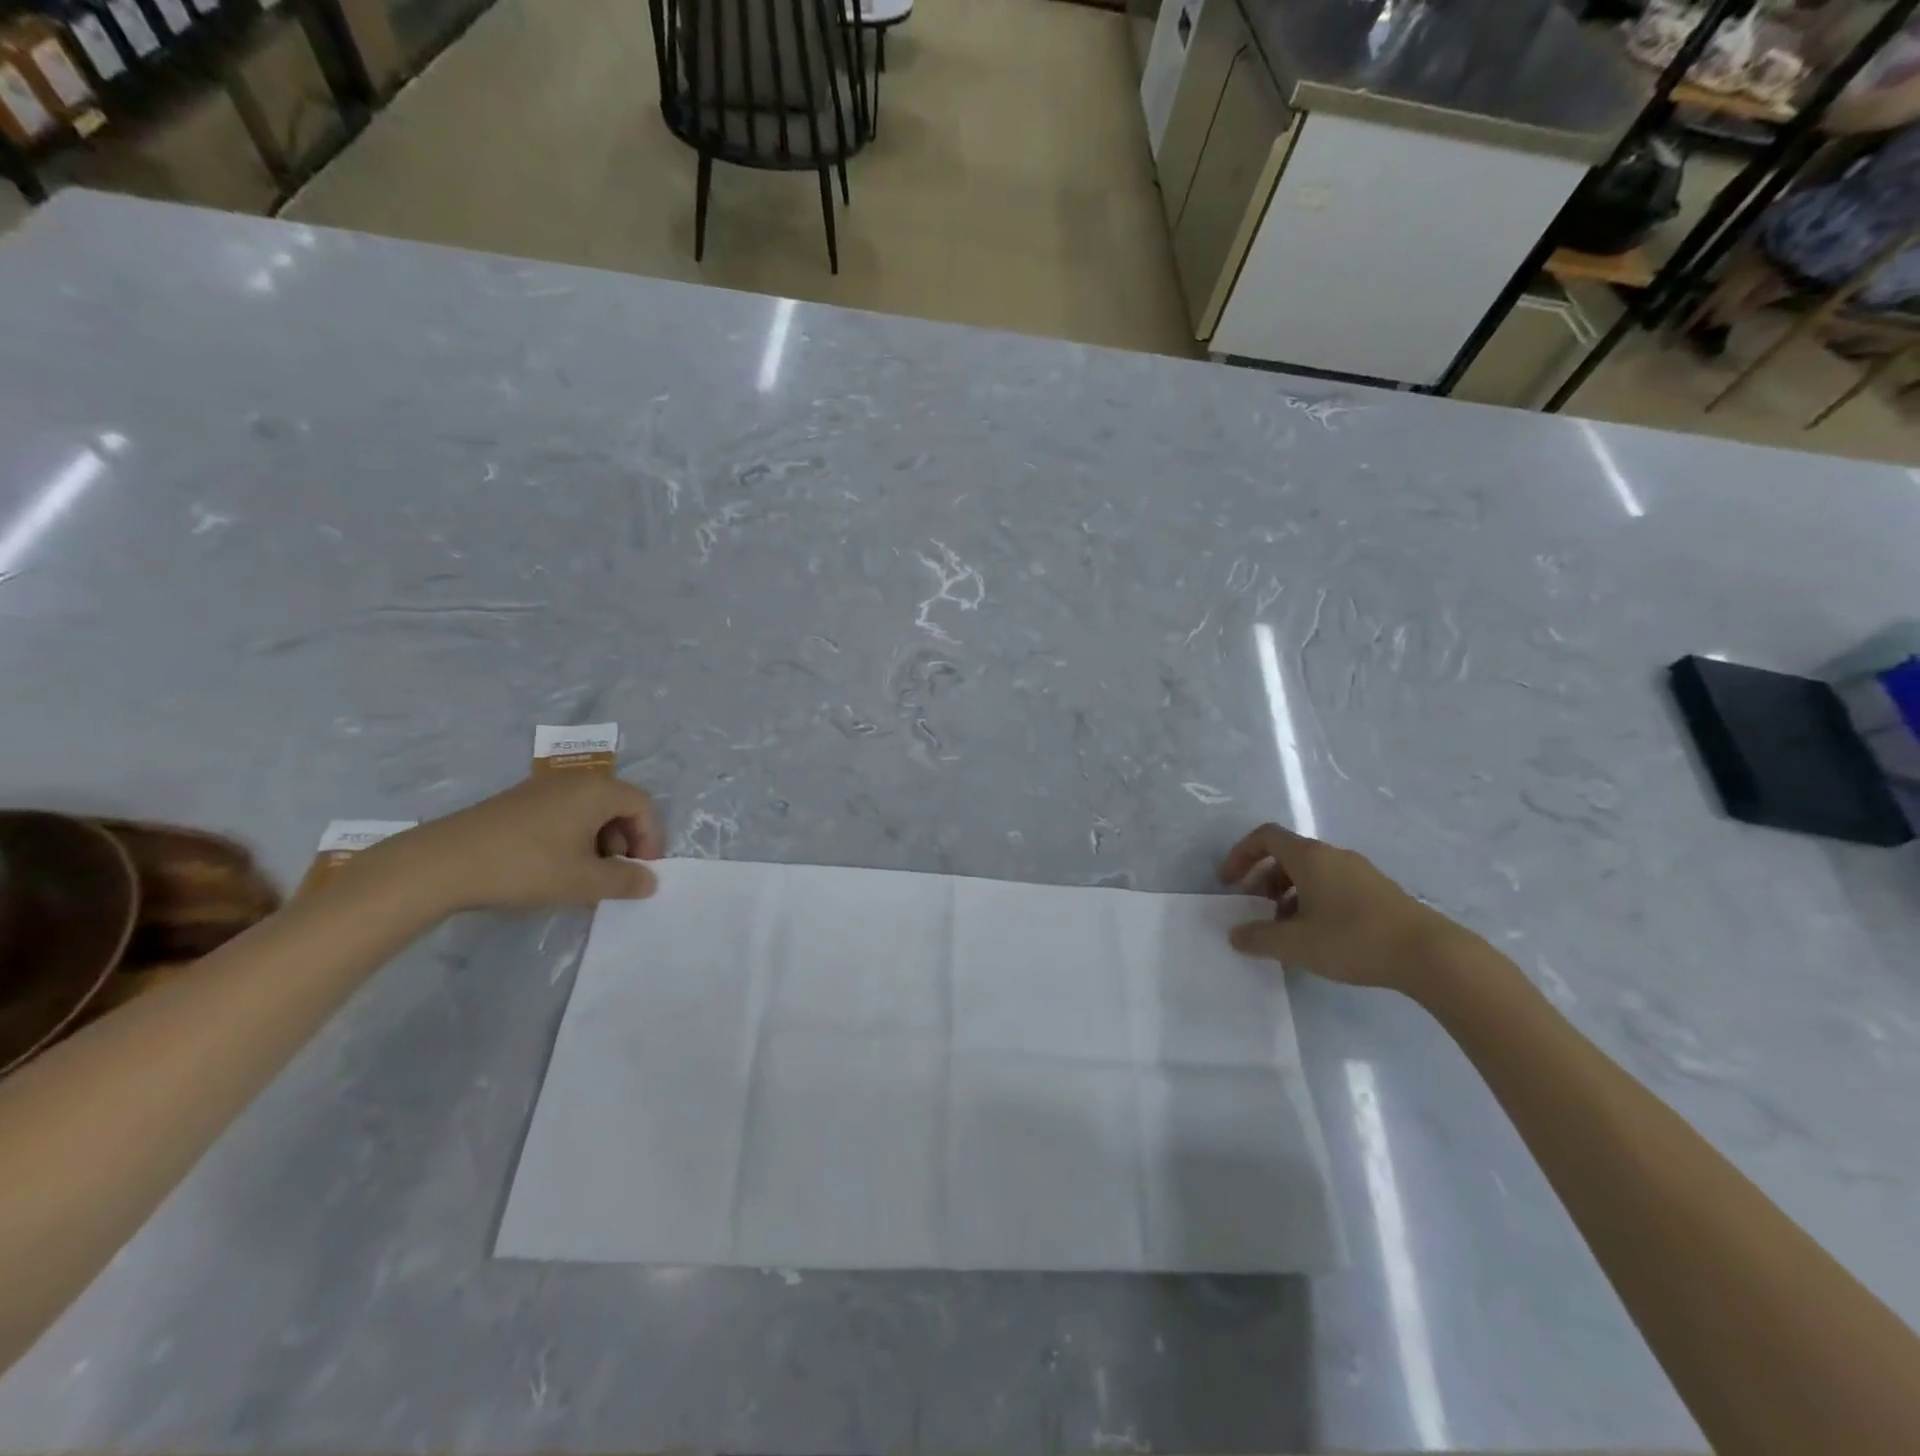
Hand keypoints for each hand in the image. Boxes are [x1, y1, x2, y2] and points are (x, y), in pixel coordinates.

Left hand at [367, 773, 664, 913]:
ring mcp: (543, 788)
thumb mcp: (584, 882)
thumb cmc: (526, 867)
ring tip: (584, 877)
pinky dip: (573, 838)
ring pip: (589, 811)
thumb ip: (625, 881)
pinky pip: (564, 814)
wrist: (440, 864)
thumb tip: (650, 880)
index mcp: (597, 790)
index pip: (643, 806)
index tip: (641, 872)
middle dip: (625, 842)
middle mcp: (574, 781)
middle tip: (614, 876)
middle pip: (618, 805)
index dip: (651, 839)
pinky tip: (555, 868)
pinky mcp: (518, 802)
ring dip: (599, 843)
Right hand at [1217, 822, 1467, 990]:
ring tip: (1285, 927)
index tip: (1230, 882)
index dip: (1241, 854)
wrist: (1430, 954)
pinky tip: (1319, 934)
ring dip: (1288, 892)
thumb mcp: (1296, 944)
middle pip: (1287, 854)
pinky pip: (1334, 884)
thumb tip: (1235, 934)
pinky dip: (1314, 900)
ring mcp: (1360, 872)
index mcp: (1309, 857)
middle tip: (1255, 907)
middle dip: (1263, 877)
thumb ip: (1259, 937)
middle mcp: (1333, 855)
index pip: (1265, 837)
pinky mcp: (1379, 891)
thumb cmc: (1353, 939)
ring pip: (1312, 871)